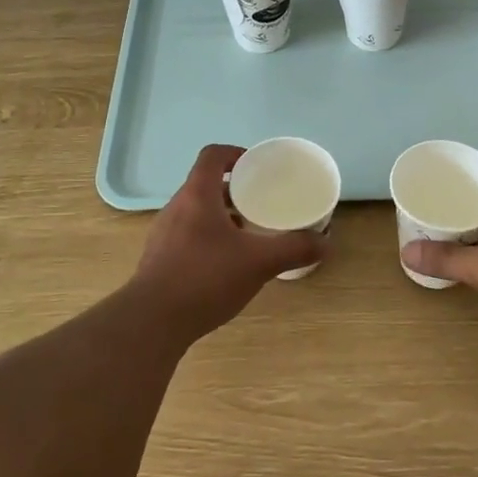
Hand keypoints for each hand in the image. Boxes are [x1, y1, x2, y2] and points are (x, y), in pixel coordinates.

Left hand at [132, 144, 323, 339]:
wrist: (152, 322)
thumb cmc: (205, 278)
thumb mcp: (258, 262)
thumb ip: (293, 249)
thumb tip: (325, 242)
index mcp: (197, 195)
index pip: (213, 156)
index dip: (235, 154)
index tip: (257, 167)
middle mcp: (176, 208)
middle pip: (205, 184)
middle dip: (234, 190)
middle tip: (260, 203)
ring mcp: (163, 234)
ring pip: (196, 212)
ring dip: (221, 216)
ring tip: (247, 235)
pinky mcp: (158, 259)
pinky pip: (187, 236)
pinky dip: (208, 239)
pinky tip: (225, 265)